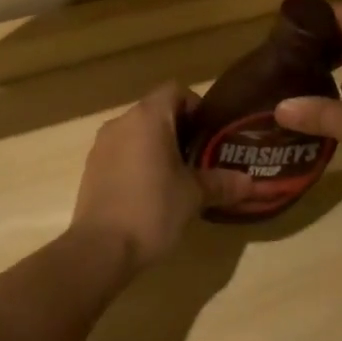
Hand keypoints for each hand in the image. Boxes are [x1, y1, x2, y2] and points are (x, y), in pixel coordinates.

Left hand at [74, 82, 203, 272]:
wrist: (100, 250)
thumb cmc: (152, 209)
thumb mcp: (193, 196)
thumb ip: (221, 183)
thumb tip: (250, 182)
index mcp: (148, 117)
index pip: (176, 91)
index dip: (196, 106)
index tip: (210, 133)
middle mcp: (122, 121)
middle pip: (156, 111)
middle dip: (179, 129)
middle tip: (200, 156)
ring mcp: (102, 145)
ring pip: (137, 133)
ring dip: (157, 146)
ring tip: (177, 176)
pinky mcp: (91, 168)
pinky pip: (121, 152)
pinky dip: (137, 161)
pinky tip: (150, 191)